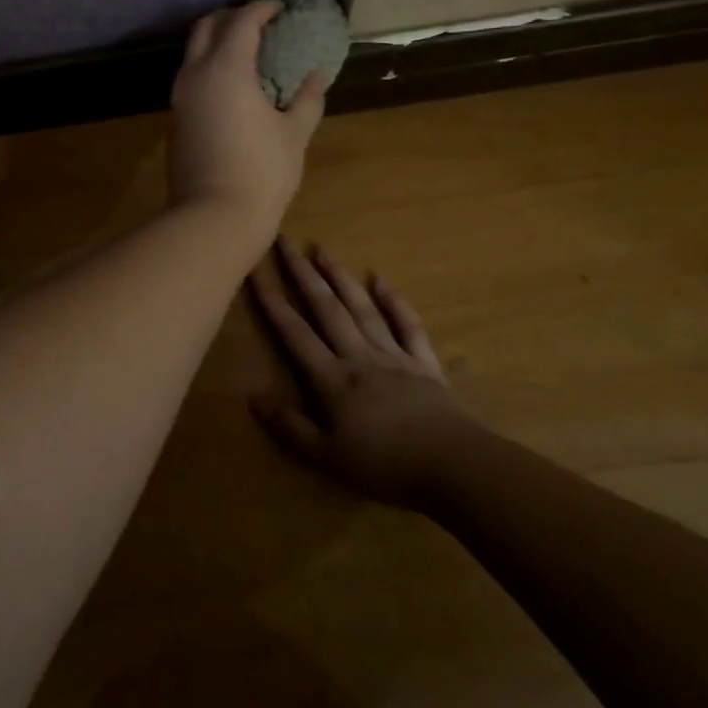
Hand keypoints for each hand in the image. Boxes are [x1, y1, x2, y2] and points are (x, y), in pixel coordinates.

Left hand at [169, 1, 326, 242]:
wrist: (212, 217)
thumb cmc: (262, 172)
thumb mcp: (294, 133)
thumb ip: (307, 98)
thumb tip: (317, 75)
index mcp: (226, 69)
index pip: (241, 22)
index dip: (261, 9)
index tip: (279, 8)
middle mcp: (195, 75)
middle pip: (206, 27)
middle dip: (231, 18)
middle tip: (259, 23)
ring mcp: (179, 98)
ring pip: (193, 53)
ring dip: (216, 42)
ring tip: (247, 51)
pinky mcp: (174, 119)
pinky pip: (190, 77)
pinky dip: (208, 66)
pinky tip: (232, 83)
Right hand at [249, 239, 479, 505]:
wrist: (454, 465)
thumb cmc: (385, 465)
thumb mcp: (328, 457)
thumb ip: (291, 427)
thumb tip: (253, 399)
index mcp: (332, 379)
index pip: (295, 333)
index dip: (273, 303)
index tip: (255, 272)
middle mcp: (358, 356)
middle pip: (326, 309)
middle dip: (303, 274)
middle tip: (286, 242)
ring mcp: (393, 355)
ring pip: (362, 308)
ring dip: (340, 277)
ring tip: (323, 250)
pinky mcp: (423, 362)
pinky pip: (408, 325)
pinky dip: (394, 301)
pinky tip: (380, 280)